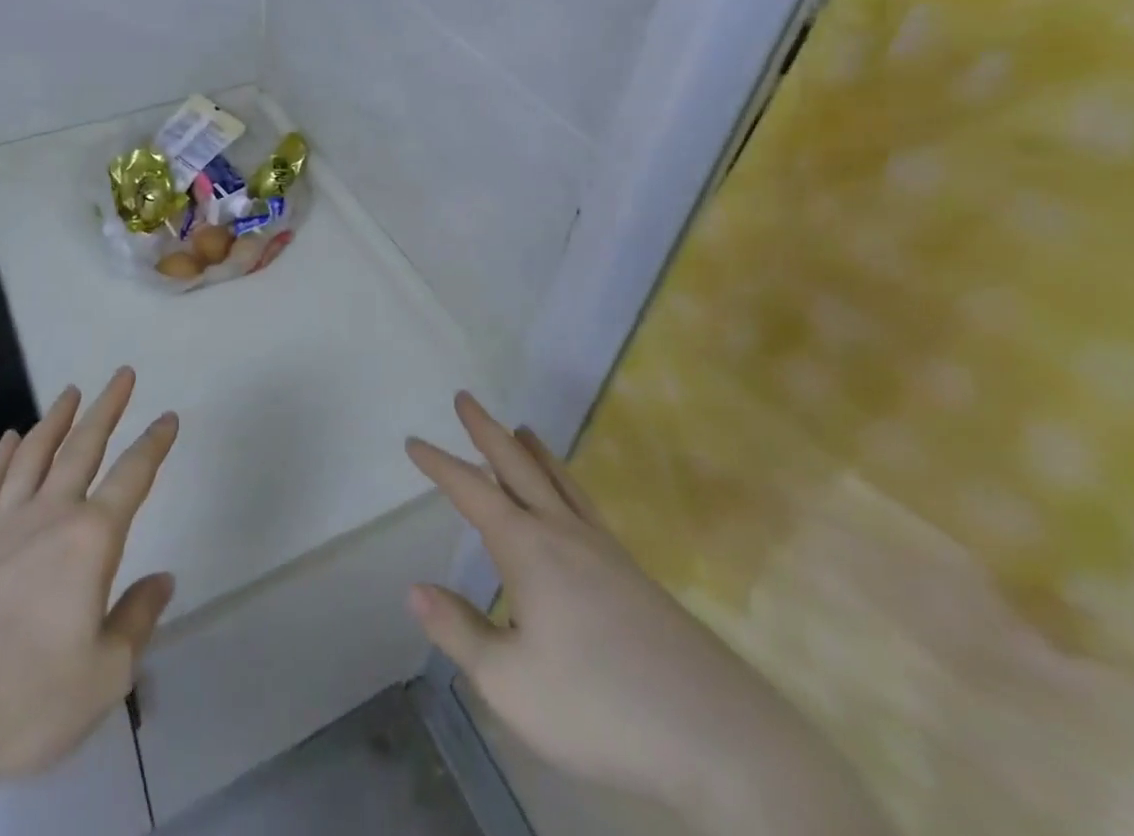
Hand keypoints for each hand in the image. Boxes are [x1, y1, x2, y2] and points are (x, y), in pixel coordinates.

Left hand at [0, 367, 177, 835]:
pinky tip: (8, 439)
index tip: (169, 417)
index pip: (132, 477)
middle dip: (107, 408)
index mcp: (90, 540)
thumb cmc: (23, 699)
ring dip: (56, 419)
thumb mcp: (104, 676)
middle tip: (122, 374)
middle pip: (83, 447)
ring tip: (71, 392)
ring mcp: (1, 525)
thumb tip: (163, 579)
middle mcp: (48, 516)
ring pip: (34, 454)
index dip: (154, 444)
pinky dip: (1, 456)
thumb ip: (137, 621)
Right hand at [406, 393, 886, 835]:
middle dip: (486, 431)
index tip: (413, 441)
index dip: (439, 465)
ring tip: (521, 428)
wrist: (719, 735)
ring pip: (559, 482)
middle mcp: (564, 534)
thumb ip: (459, 632)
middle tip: (466, 398)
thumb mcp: (510, 683)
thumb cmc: (600, 706)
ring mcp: (604, 550)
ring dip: (533, 451)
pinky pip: (585, 506)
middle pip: (518, 467)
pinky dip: (565, 483)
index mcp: (528, 549)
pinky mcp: (634, 575)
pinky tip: (571, 501)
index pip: (471, 492)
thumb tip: (414, 589)